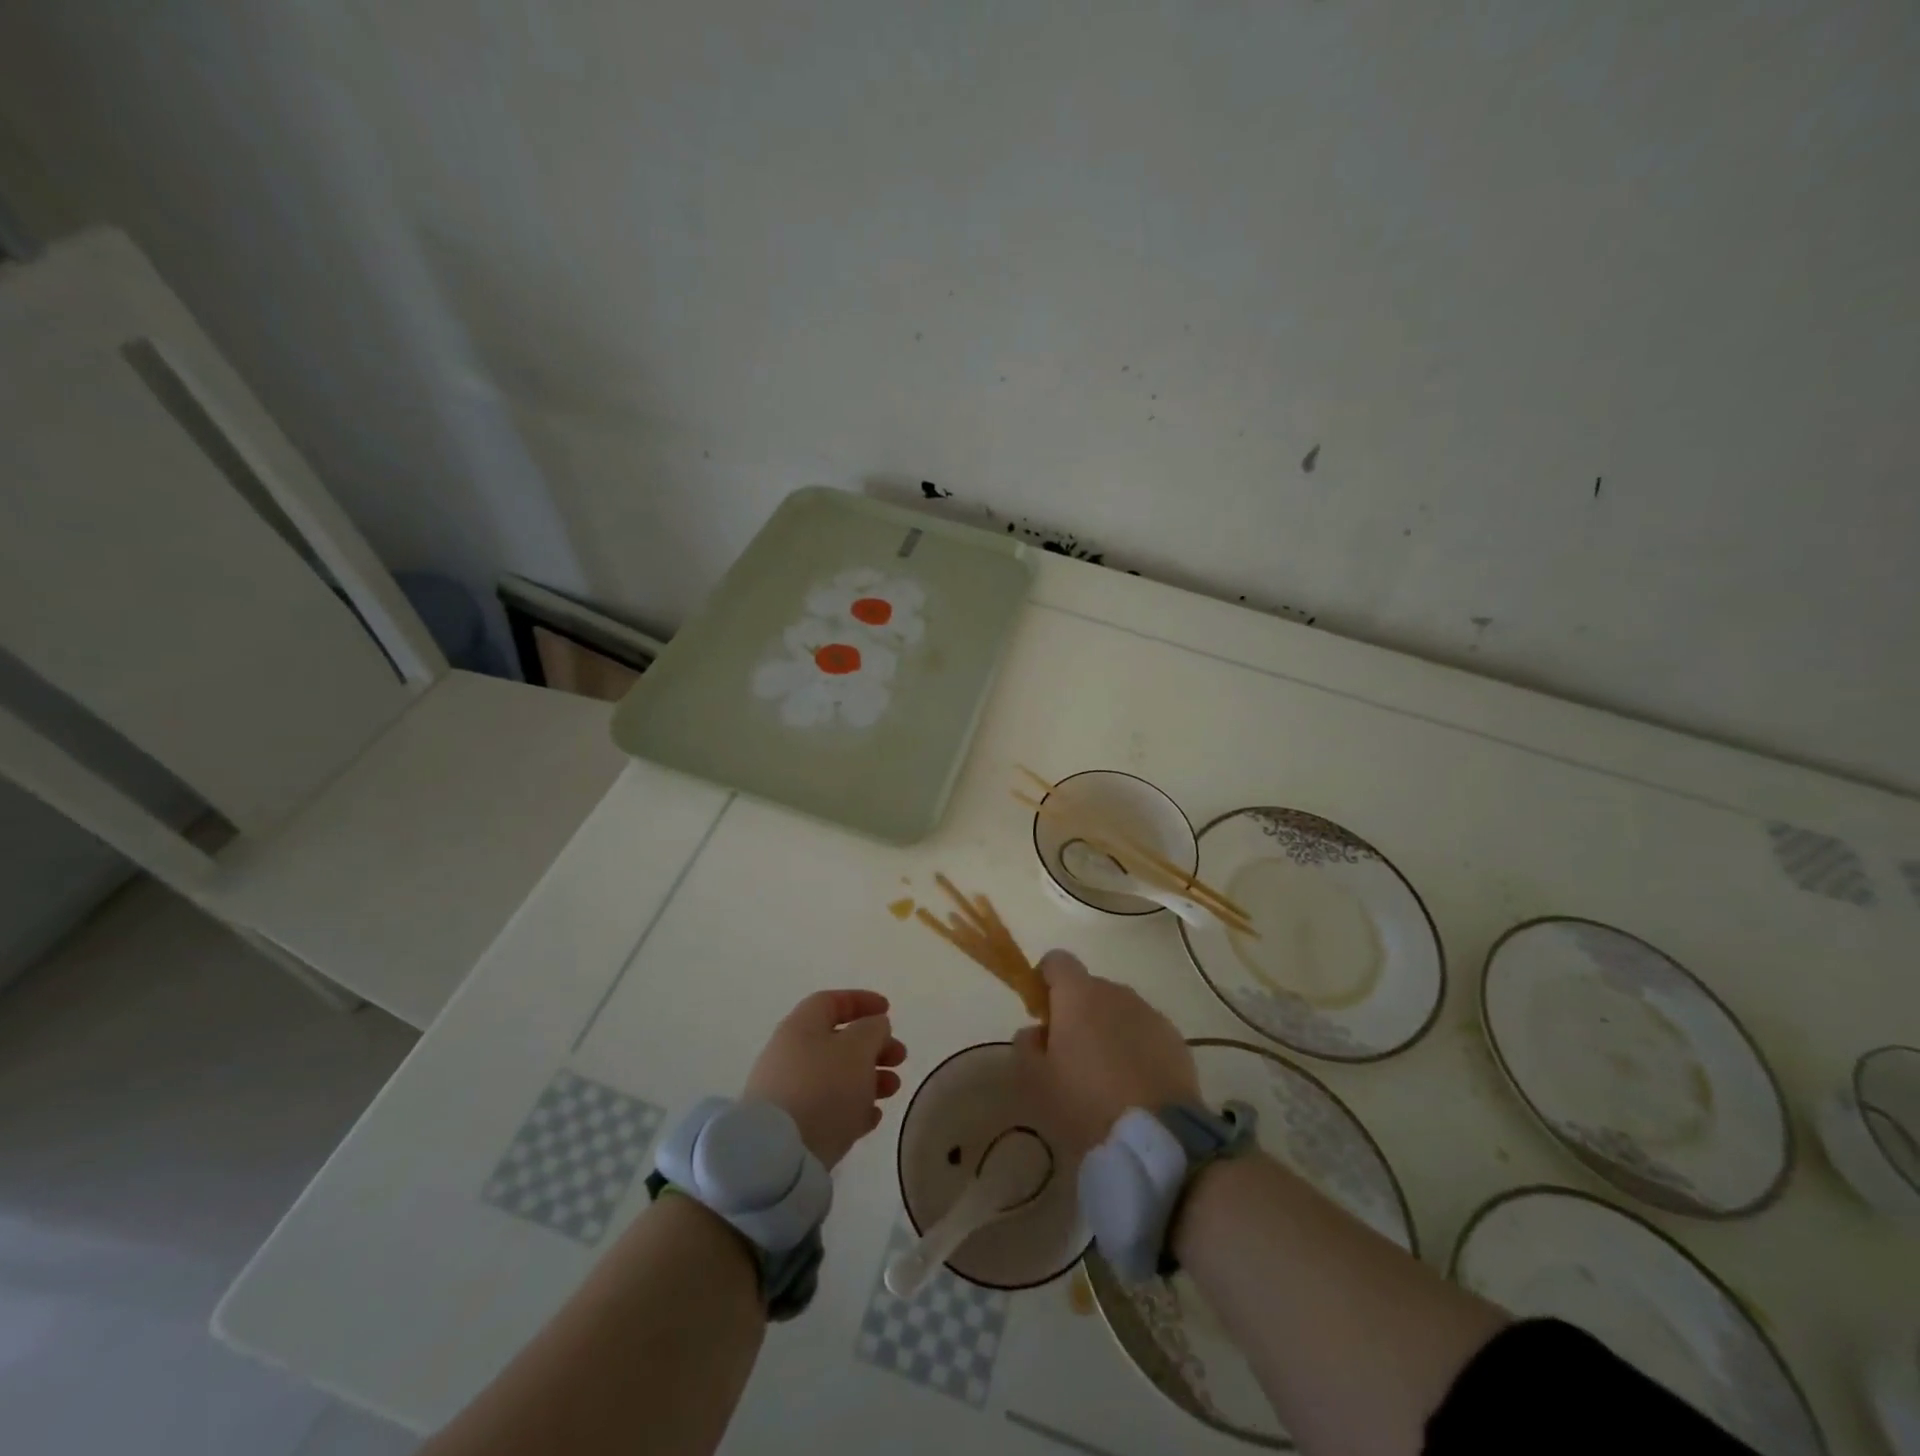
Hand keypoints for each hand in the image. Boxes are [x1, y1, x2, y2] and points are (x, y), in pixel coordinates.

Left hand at [743, 990, 907, 1167]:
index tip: (889, 1011)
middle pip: (837, 1041)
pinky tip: (873, 1118)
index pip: (831, 1002)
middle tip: (900, 1058)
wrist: (778, 1156)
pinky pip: (827, 1108)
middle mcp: (790, 1054)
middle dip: (873, 1046)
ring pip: (836, 1076)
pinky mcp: (791, 1128)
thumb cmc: (822, 1088)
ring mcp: (788, 1093)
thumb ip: (872, 1030)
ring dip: (869, 1078)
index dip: (862, 1002)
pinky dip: (853, 1107)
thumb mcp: (857, 1049)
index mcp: (801, 1026)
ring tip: (893, 1090)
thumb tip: (874, 1026)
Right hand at [1012, 950, 1199, 1155]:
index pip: (1056, 961)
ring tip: (1106, 1075)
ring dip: (1108, 1029)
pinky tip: (1135, 1086)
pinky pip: (1146, 1032)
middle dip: (1077, 1012)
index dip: (1045, 981)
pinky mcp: (1175, 1039)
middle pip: (1089, 988)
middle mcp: (1115, 992)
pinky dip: (1136, 1048)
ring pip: (1119, 1010)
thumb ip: (1026, 1046)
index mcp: (1078, 994)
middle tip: (1070, 1055)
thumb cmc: (1085, 1102)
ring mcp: (1150, 1013)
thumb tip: (1034, 1032)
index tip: (1041, 1014)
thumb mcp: (1036, 1081)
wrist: (1156, 1136)